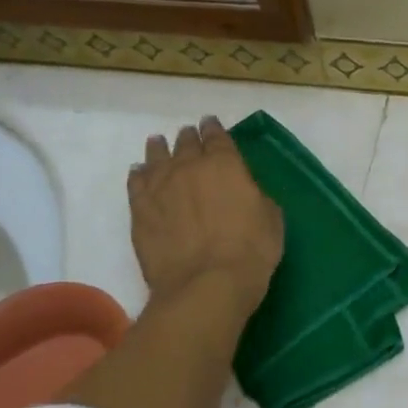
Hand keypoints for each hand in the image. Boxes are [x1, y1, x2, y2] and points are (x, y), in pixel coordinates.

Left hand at [130, 117, 283, 316]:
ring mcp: (160, 187)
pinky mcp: (139, 210)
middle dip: (188, 138)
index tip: (210, 124)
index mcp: (225, 164)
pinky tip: (139, 172)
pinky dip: (139, 174)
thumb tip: (245, 191)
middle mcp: (189, 167)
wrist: (206, 283)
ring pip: (156, 157)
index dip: (214, 129)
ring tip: (158, 143)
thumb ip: (255, 195)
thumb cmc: (251, 250)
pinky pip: (136, 183)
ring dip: (159, 149)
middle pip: (185, 144)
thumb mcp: (271, 218)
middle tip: (188, 136)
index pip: (217, 137)